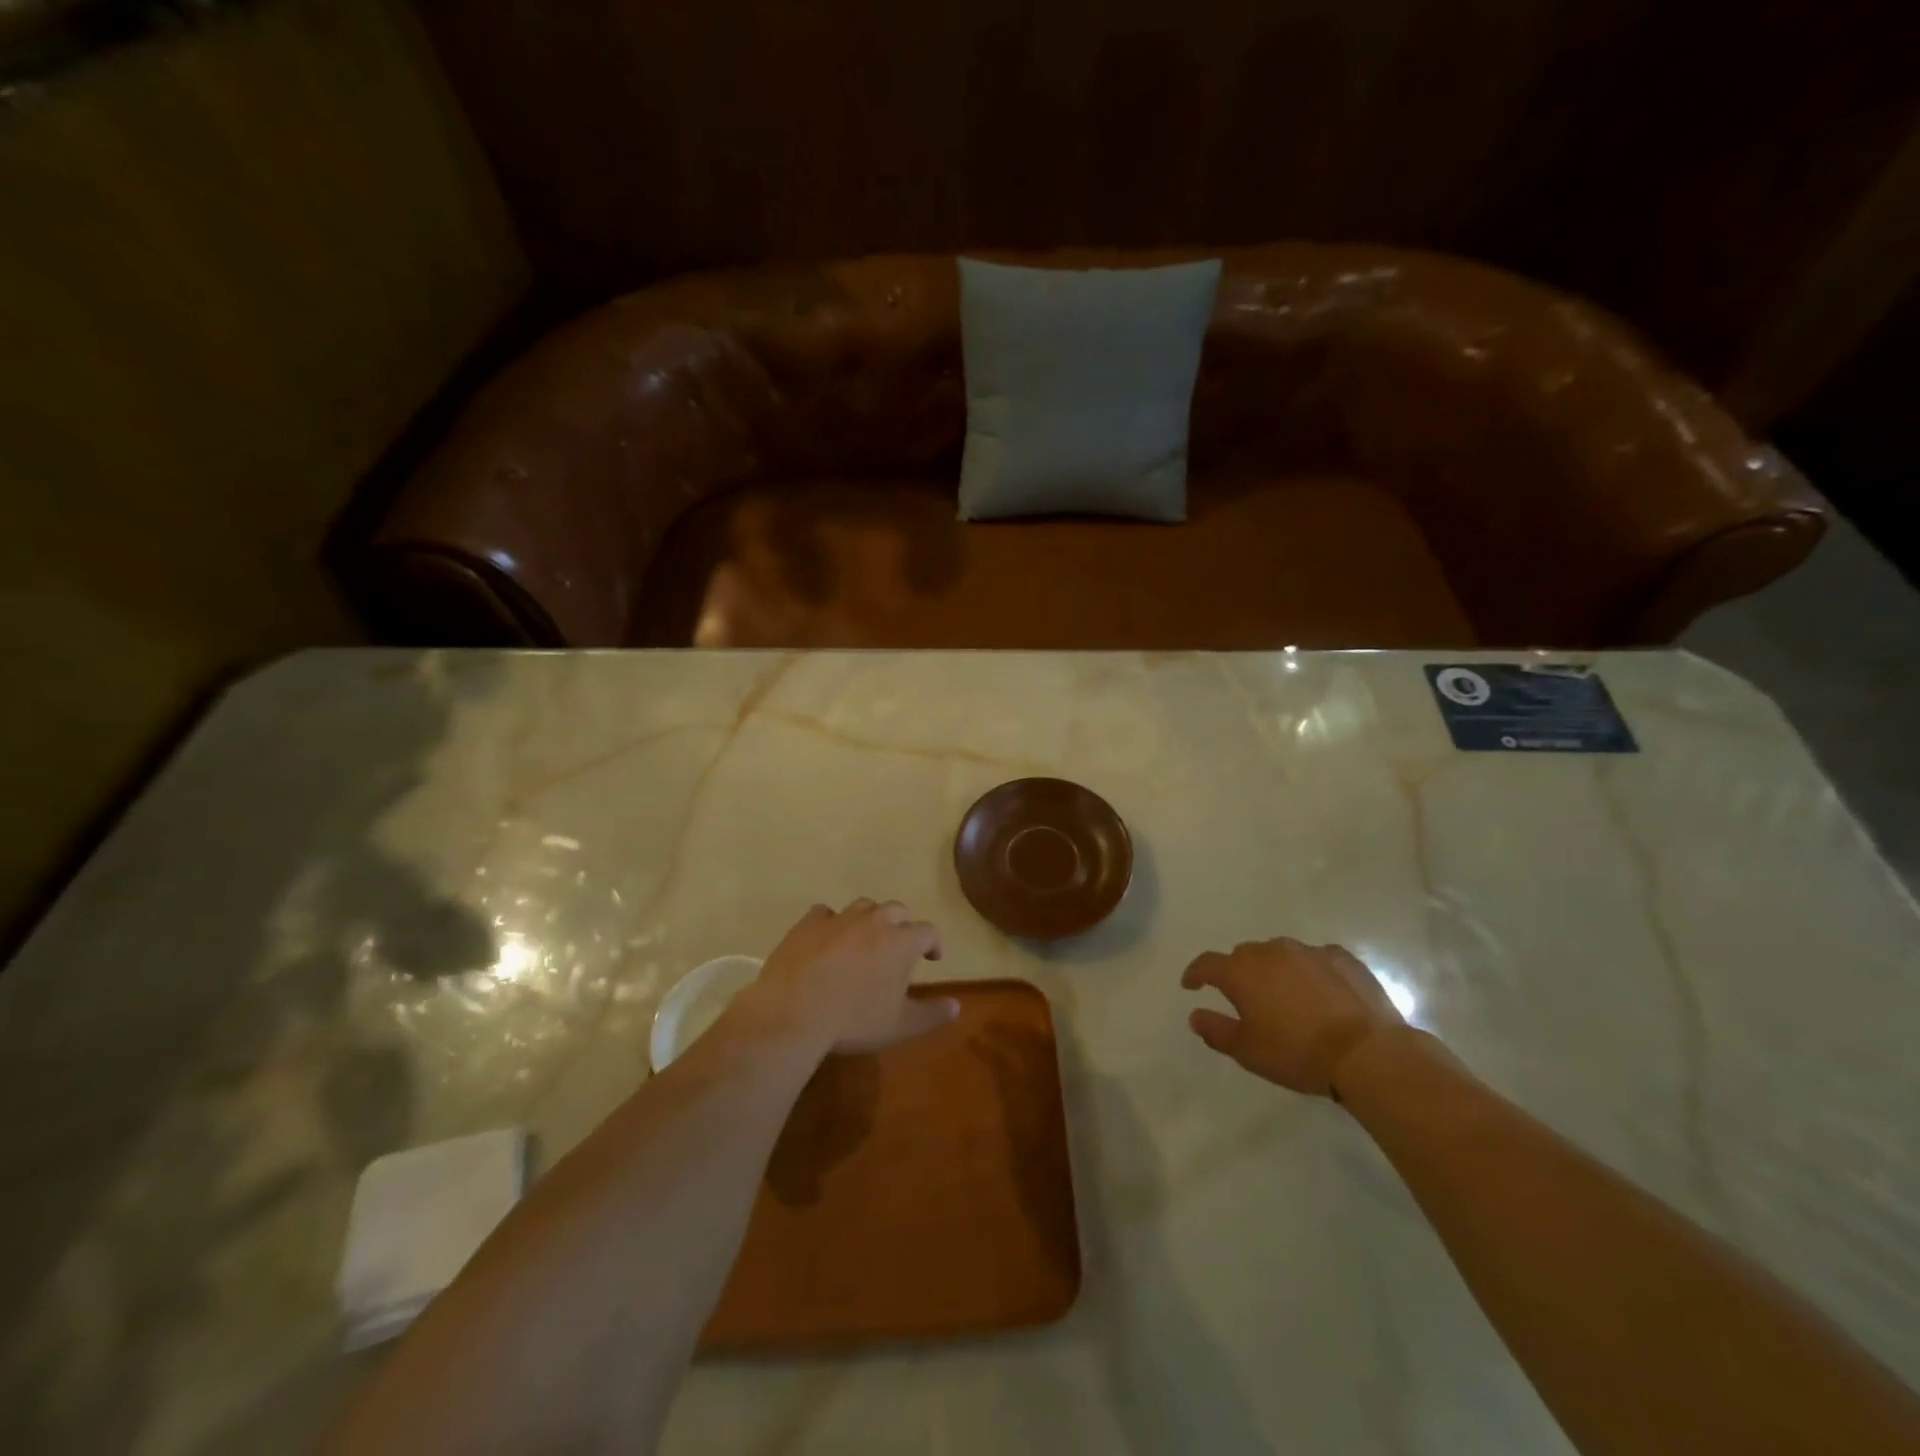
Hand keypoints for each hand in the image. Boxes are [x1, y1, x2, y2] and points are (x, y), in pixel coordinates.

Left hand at [746, 899, 957, 1055]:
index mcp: (901, 941)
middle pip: (897, 910)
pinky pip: (824, 913)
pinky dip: (830, 923)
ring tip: (864, 940)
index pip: (928, 931)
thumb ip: (932, 1014)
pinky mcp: (808, 923)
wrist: (794, 1012)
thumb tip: (956, 1006)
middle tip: (897, 947)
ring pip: (863, 906)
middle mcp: (874, 921)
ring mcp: (839, 918)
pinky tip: (826, 939)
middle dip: (902, 925)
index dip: (933, 943)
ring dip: (869, 919)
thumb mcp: (900, 1025)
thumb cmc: (854, 1020)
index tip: (931, 958)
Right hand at [1181, 937, 1402, 1096]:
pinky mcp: (1341, 958)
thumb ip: (1216, 1030)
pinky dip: (1310, 972)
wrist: (1367, 1053)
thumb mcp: (1248, 1051)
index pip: (1207, 964)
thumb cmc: (1298, 1053)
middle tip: (1244, 998)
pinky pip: (1315, 959)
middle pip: (1244, 956)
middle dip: (1238, 973)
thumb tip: (1196, 1015)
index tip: (1190, 984)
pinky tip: (1321, 994)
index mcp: (1242, 972)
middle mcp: (1271, 952)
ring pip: (1279, 954)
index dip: (1195, 973)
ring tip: (1284, 995)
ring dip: (1274, 970)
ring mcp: (1308, 951)